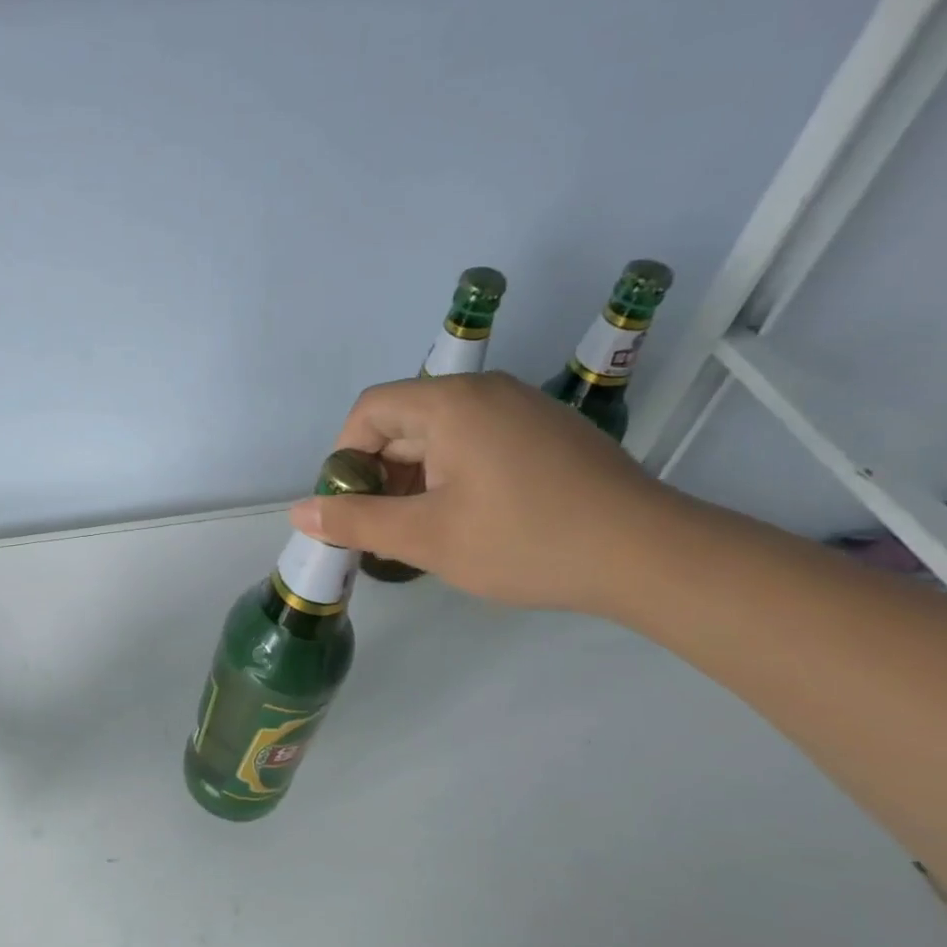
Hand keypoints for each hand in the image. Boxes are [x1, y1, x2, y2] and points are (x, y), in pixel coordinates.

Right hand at [291, 372, 681, 612]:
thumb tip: (299, 512)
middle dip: (380, 473)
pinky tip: (469, 521)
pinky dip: (454, 475)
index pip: (370, 411)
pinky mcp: (548, 434)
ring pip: (442, 435)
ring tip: (423, 531)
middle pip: (405, 420)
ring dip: (416, 479)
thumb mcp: (426, 538)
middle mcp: (486, 392)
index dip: (345, 457)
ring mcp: (523, 410)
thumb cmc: (524, 541)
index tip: (350, 507)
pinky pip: (478, 443)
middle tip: (382, 529)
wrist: (646, 554)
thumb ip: (355, 522)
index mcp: (450, 403)